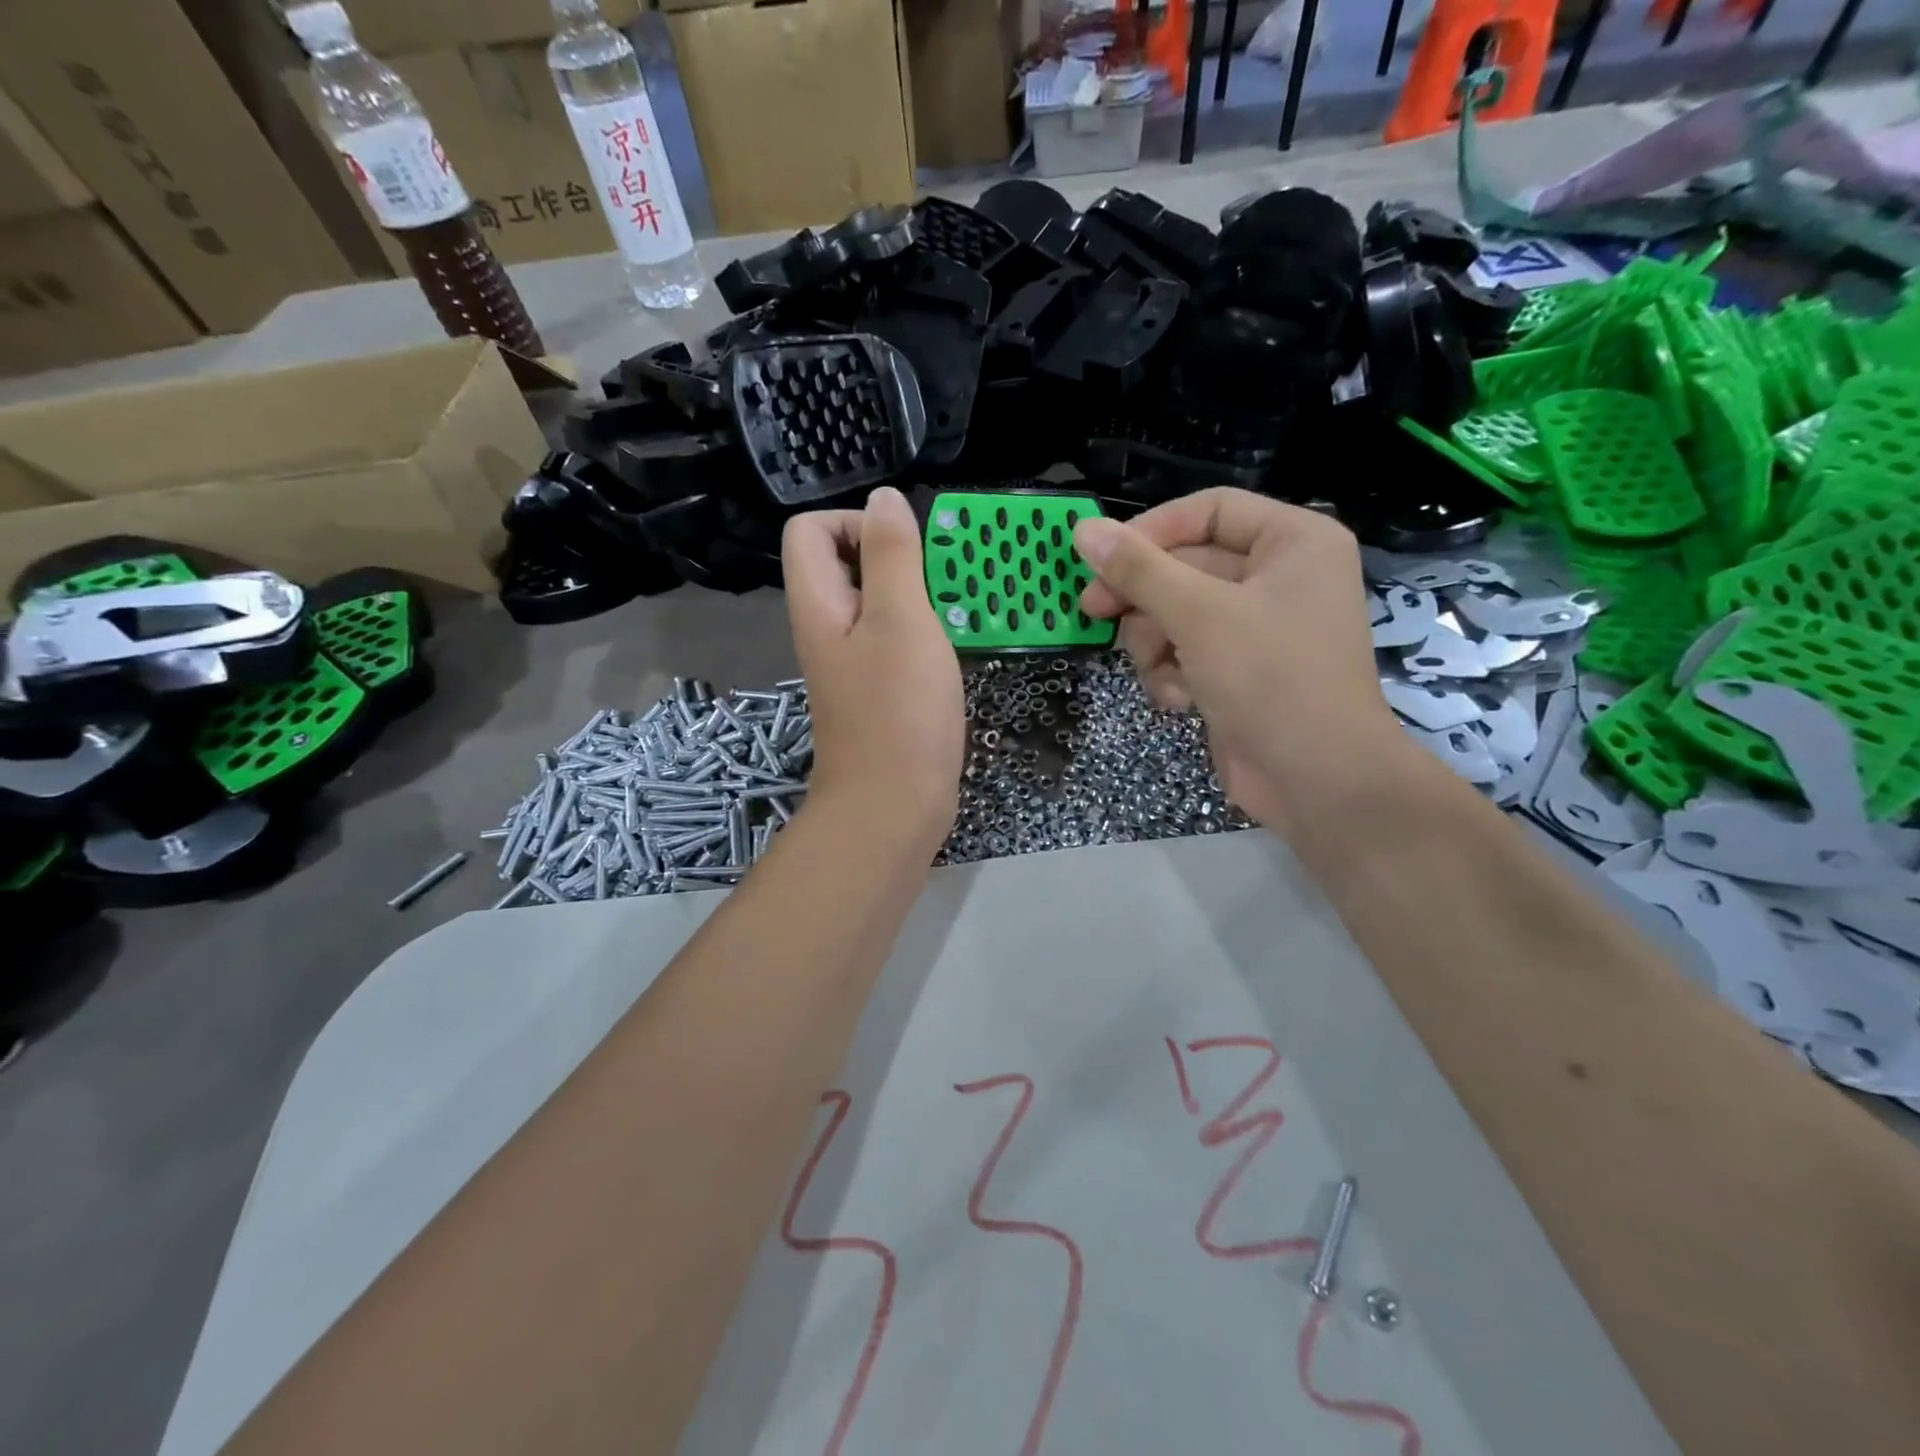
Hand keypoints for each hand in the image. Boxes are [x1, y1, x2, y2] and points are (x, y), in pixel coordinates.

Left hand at [783, 486, 964, 854]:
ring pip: (875, 602)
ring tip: (952, 609)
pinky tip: (951, 647)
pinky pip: (893, 638)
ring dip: (914, 594)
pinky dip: (921, 630)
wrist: (894, 806)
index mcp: (819, 604)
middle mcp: (827, 628)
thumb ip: (892, 554)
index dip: (852, 522)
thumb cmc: (899, 711)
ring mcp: (852, 662)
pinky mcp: (878, 689)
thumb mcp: (902, 620)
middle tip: (937, 579)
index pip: (809, 530)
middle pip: (843, 563)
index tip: (902, 549)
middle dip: (893, 555)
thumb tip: (883, 498)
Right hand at [1073, 488, 1398, 831]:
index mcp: (1292, 542)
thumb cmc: (1270, 679)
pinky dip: (1174, 674)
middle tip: (1092, 611)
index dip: (1151, 531)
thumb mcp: (1199, 615)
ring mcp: (1257, 627)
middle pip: (1185, 566)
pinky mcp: (1238, 670)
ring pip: (1176, 613)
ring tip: (1161, 673)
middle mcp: (1278, 577)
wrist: (1317, 781)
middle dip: (1144, 599)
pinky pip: (1186, 652)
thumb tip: (1083, 528)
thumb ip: (1139, 570)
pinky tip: (1181, 701)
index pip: (1208, 510)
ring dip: (1156, 645)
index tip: (1101, 557)